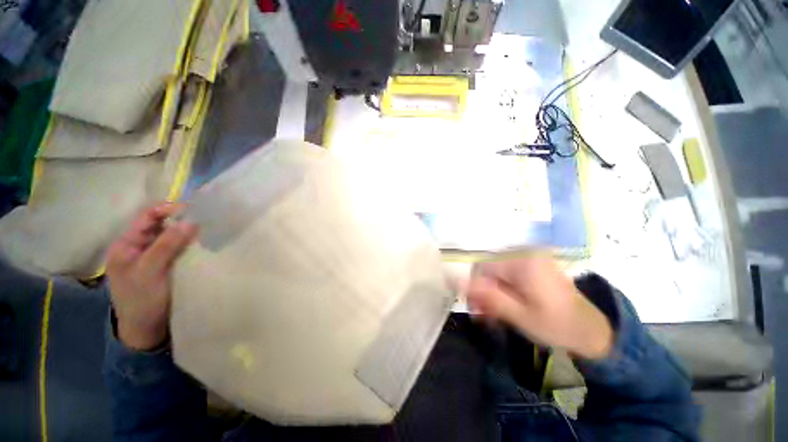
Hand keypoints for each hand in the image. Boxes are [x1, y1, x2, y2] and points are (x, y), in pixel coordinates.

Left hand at [107, 203, 198, 350]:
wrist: (146, 329)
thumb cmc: (141, 300)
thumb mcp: (150, 271)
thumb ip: (167, 245)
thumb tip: (192, 220)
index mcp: (127, 243)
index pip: (147, 216)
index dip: (169, 209)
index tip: (195, 210)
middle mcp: (140, 246)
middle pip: (162, 224)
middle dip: (183, 220)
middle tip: (206, 221)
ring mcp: (154, 256)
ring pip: (173, 236)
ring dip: (189, 233)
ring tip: (209, 231)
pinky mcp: (167, 265)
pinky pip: (180, 248)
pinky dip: (191, 245)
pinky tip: (204, 245)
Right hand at [465, 254, 613, 359]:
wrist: (591, 331)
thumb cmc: (556, 325)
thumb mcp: (519, 315)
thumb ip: (488, 296)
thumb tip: (457, 281)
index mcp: (521, 262)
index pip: (482, 267)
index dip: (474, 287)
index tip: (475, 308)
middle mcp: (523, 254)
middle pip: (488, 269)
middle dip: (483, 291)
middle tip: (483, 315)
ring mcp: (529, 259)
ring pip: (496, 272)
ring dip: (491, 292)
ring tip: (493, 314)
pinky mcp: (532, 266)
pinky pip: (507, 274)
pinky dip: (502, 289)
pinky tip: (504, 306)